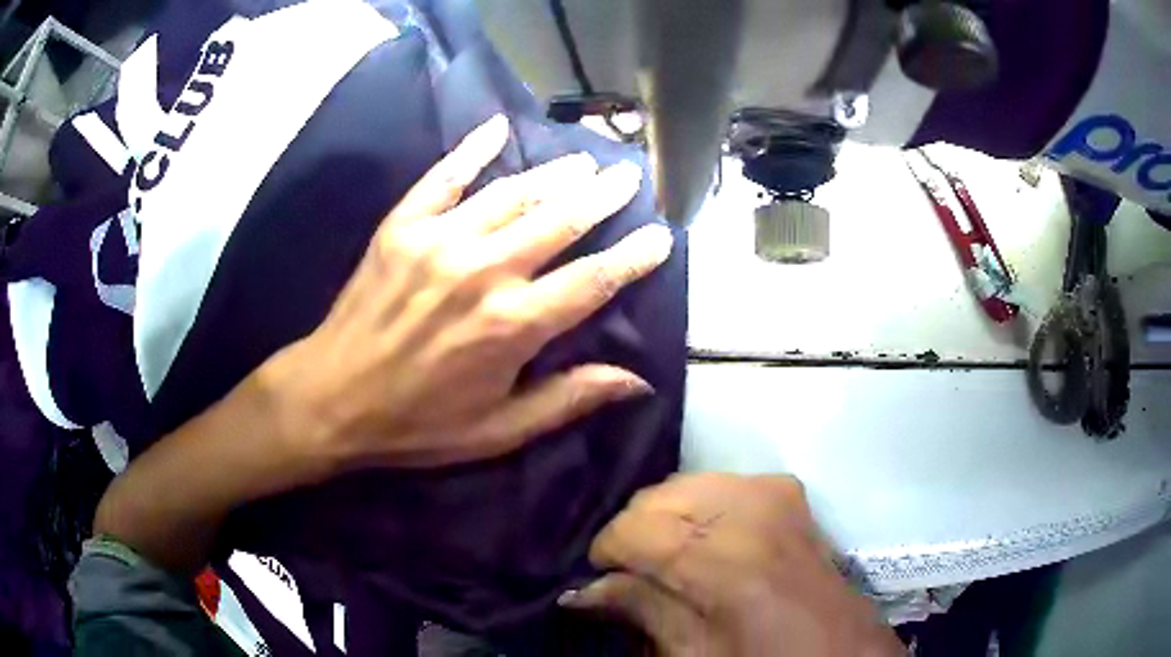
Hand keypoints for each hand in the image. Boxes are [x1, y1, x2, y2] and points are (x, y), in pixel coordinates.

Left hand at [266, 114, 672, 469]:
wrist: (331, 398)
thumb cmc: (419, 424)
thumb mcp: (499, 431)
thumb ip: (568, 400)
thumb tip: (637, 381)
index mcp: (513, 325)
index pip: (594, 280)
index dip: (634, 257)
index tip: (661, 237)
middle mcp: (484, 272)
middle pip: (559, 221)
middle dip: (602, 196)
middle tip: (628, 176)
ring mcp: (439, 241)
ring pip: (512, 193)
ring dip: (553, 175)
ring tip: (583, 163)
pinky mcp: (402, 226)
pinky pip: (443, 177)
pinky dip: (471, 150)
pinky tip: (497, 127)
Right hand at [562, 473, 904, 656]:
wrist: (839, 651)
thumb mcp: (696, 654)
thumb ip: (641, 610)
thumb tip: (582, 589)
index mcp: (729, 561)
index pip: (637, 527)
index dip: (606, 551)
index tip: (599, 577)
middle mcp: (753, 511)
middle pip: (659, 496)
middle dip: (634, 532)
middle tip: (632, 571)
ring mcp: (776, 492)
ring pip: (687, 482)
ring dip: (665, 518)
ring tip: (666, 558)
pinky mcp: (789, 490)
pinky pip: (721, 482)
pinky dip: (699, 506)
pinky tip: (703, 540)